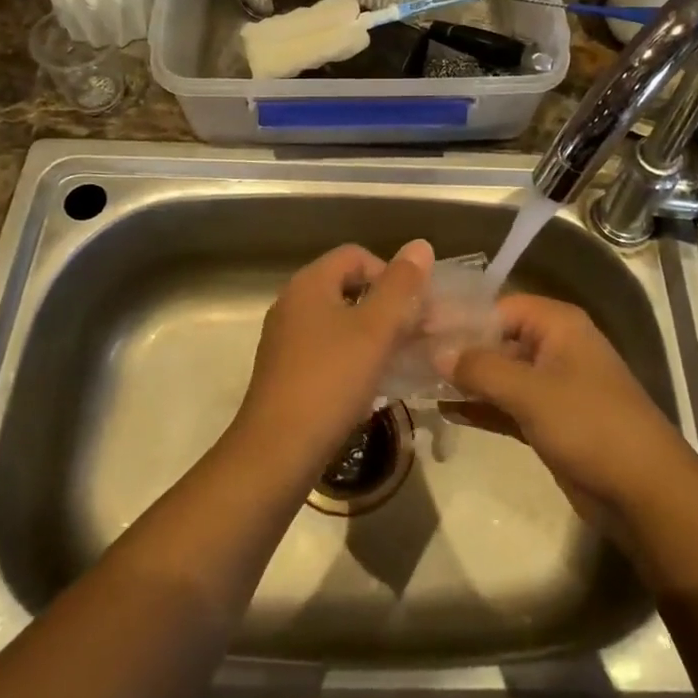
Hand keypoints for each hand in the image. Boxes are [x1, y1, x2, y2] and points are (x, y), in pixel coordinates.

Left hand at [233, 239, 434, 474]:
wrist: (277, 452)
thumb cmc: (330, 381)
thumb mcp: (375, 330)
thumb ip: (401, 286)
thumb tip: (420, 245)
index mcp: (309, 284)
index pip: (357, 256)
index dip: (390, 274)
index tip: (412, 309)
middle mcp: (292, 303)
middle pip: (347, 287)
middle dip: (385, 306)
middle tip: (413, 335)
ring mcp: (285, 339)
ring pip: (338, 322)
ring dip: (371, 335)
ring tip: (397, 361)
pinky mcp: (284, 371)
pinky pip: (326, 350)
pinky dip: (351, 358)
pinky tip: (369, 386)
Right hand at [438, 294, 694, 524]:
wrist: (646, 493)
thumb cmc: (590, 426)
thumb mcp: (531, 392)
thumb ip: (481, 368)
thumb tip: (436, 351)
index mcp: (557, 324)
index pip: (497, 306)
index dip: (458, 317)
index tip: (416, 329)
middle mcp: (554, 346)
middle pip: (496, 337)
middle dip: (457, 349)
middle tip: (409, 356)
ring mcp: (552, 385)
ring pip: (499, 373)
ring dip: (465, 379)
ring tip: (417, 382)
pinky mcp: (550, 420)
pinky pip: (507, 403)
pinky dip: (481, 406)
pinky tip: (445, 410)